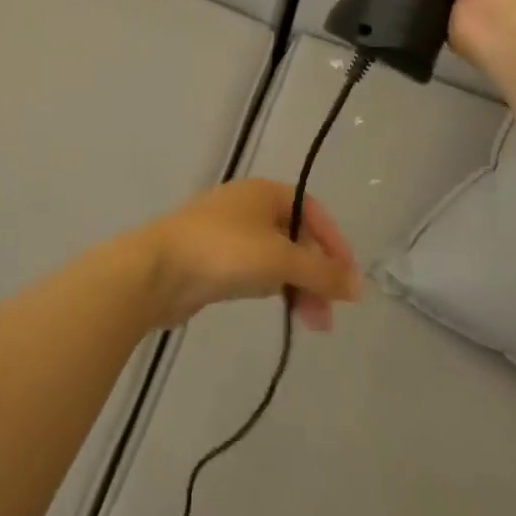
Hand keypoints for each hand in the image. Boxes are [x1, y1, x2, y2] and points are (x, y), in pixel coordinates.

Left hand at [126, 179, 360, 330]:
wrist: (157, 270)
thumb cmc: (223, 253)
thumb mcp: (281, 260)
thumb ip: (322, 273)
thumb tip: (359, 286)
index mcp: (264, 192)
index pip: (312, 212)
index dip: (335, 244)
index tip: (348, 280)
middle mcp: (247, 206)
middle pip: (295, 237)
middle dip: (317, 274)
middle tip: (329, 314)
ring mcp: (227, 233)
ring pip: (276, 258)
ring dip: (298, 286)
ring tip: (311, 323)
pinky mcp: (212, 260)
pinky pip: (254, 270)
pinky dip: (273, 287)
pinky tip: (281, 308)